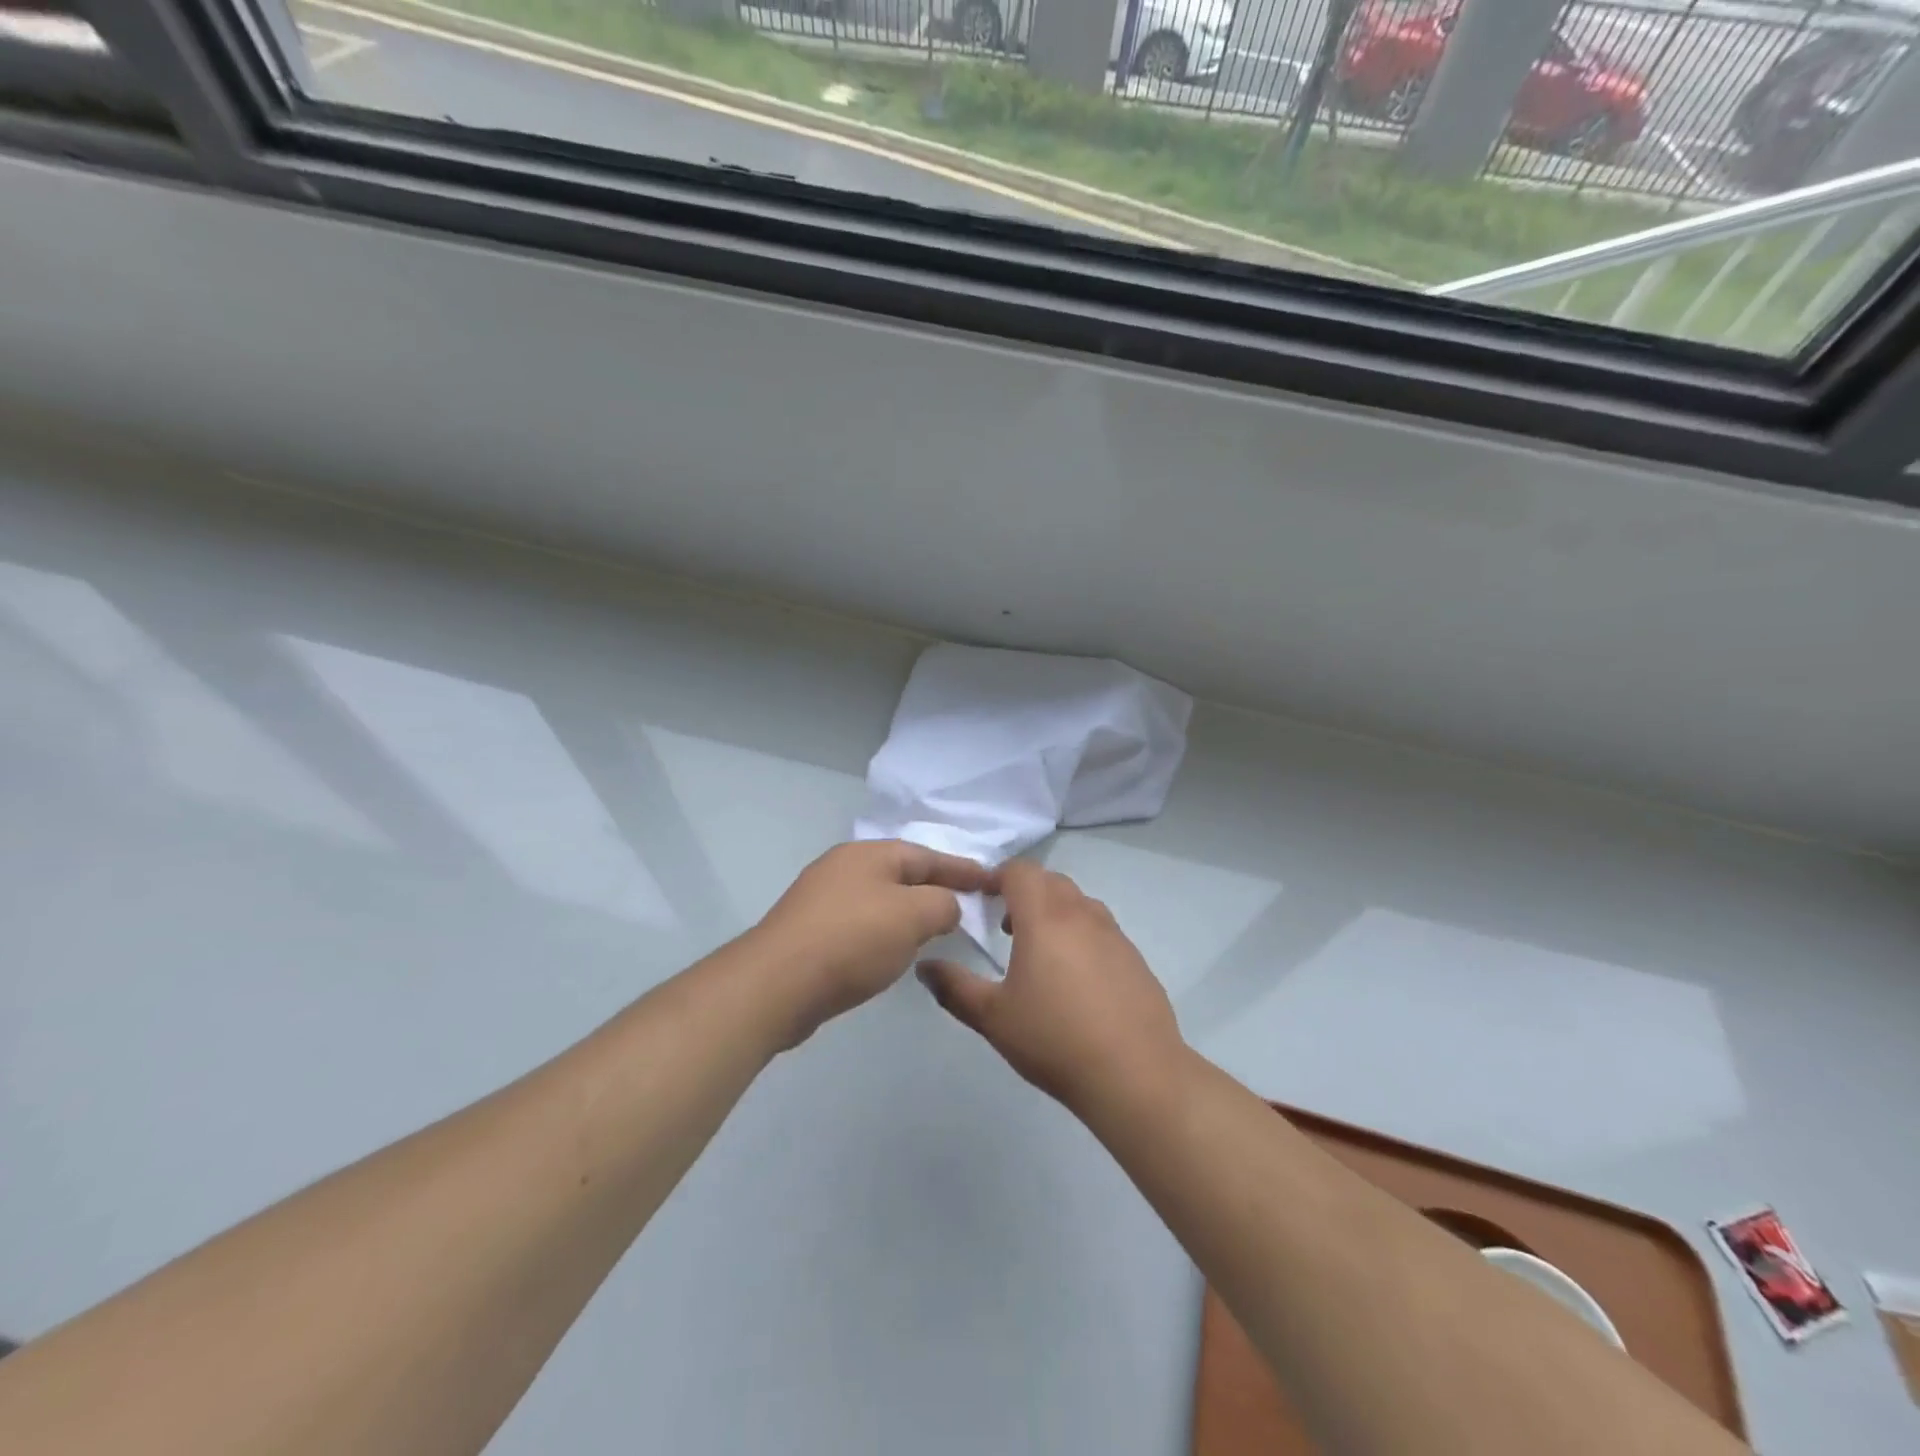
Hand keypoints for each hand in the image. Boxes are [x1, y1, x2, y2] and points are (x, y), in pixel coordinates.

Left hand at [747, 841, 995, 1046]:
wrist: (776, 985)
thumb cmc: (852, 940)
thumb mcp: (913, 916)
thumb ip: (942, 904)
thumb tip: (945, 907)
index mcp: (869, 854)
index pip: (928, 855)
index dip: (963, 870)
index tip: (993, 882)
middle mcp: (843, 867)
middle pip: (902, 874)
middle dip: (936, 889)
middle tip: (967, 908)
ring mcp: (822, 899)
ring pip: (881, 900)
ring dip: (910, 913)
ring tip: (936, 932)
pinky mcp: (810, 932)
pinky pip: (861, 925)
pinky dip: (885, 933)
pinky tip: (892, 954)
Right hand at [917, 860, 1184, 1111]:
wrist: (1135, 1074)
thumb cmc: (1055, 1039)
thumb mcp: (993, 1017)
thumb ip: (954, 987)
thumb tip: (925, 967)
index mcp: (1044, 917)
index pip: (1020, 871)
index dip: (997, 876)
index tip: (981, 898)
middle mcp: (1081, 914)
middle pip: (1050, 881)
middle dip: (1025, 892)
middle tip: (1006, 926)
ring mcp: (1114, 934)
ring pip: (1079, 902)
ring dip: (1055, 911)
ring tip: (1040, 951)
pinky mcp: (1135, 957)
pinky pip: (1101, 928)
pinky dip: (1081, 934)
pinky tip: (1076, 979)